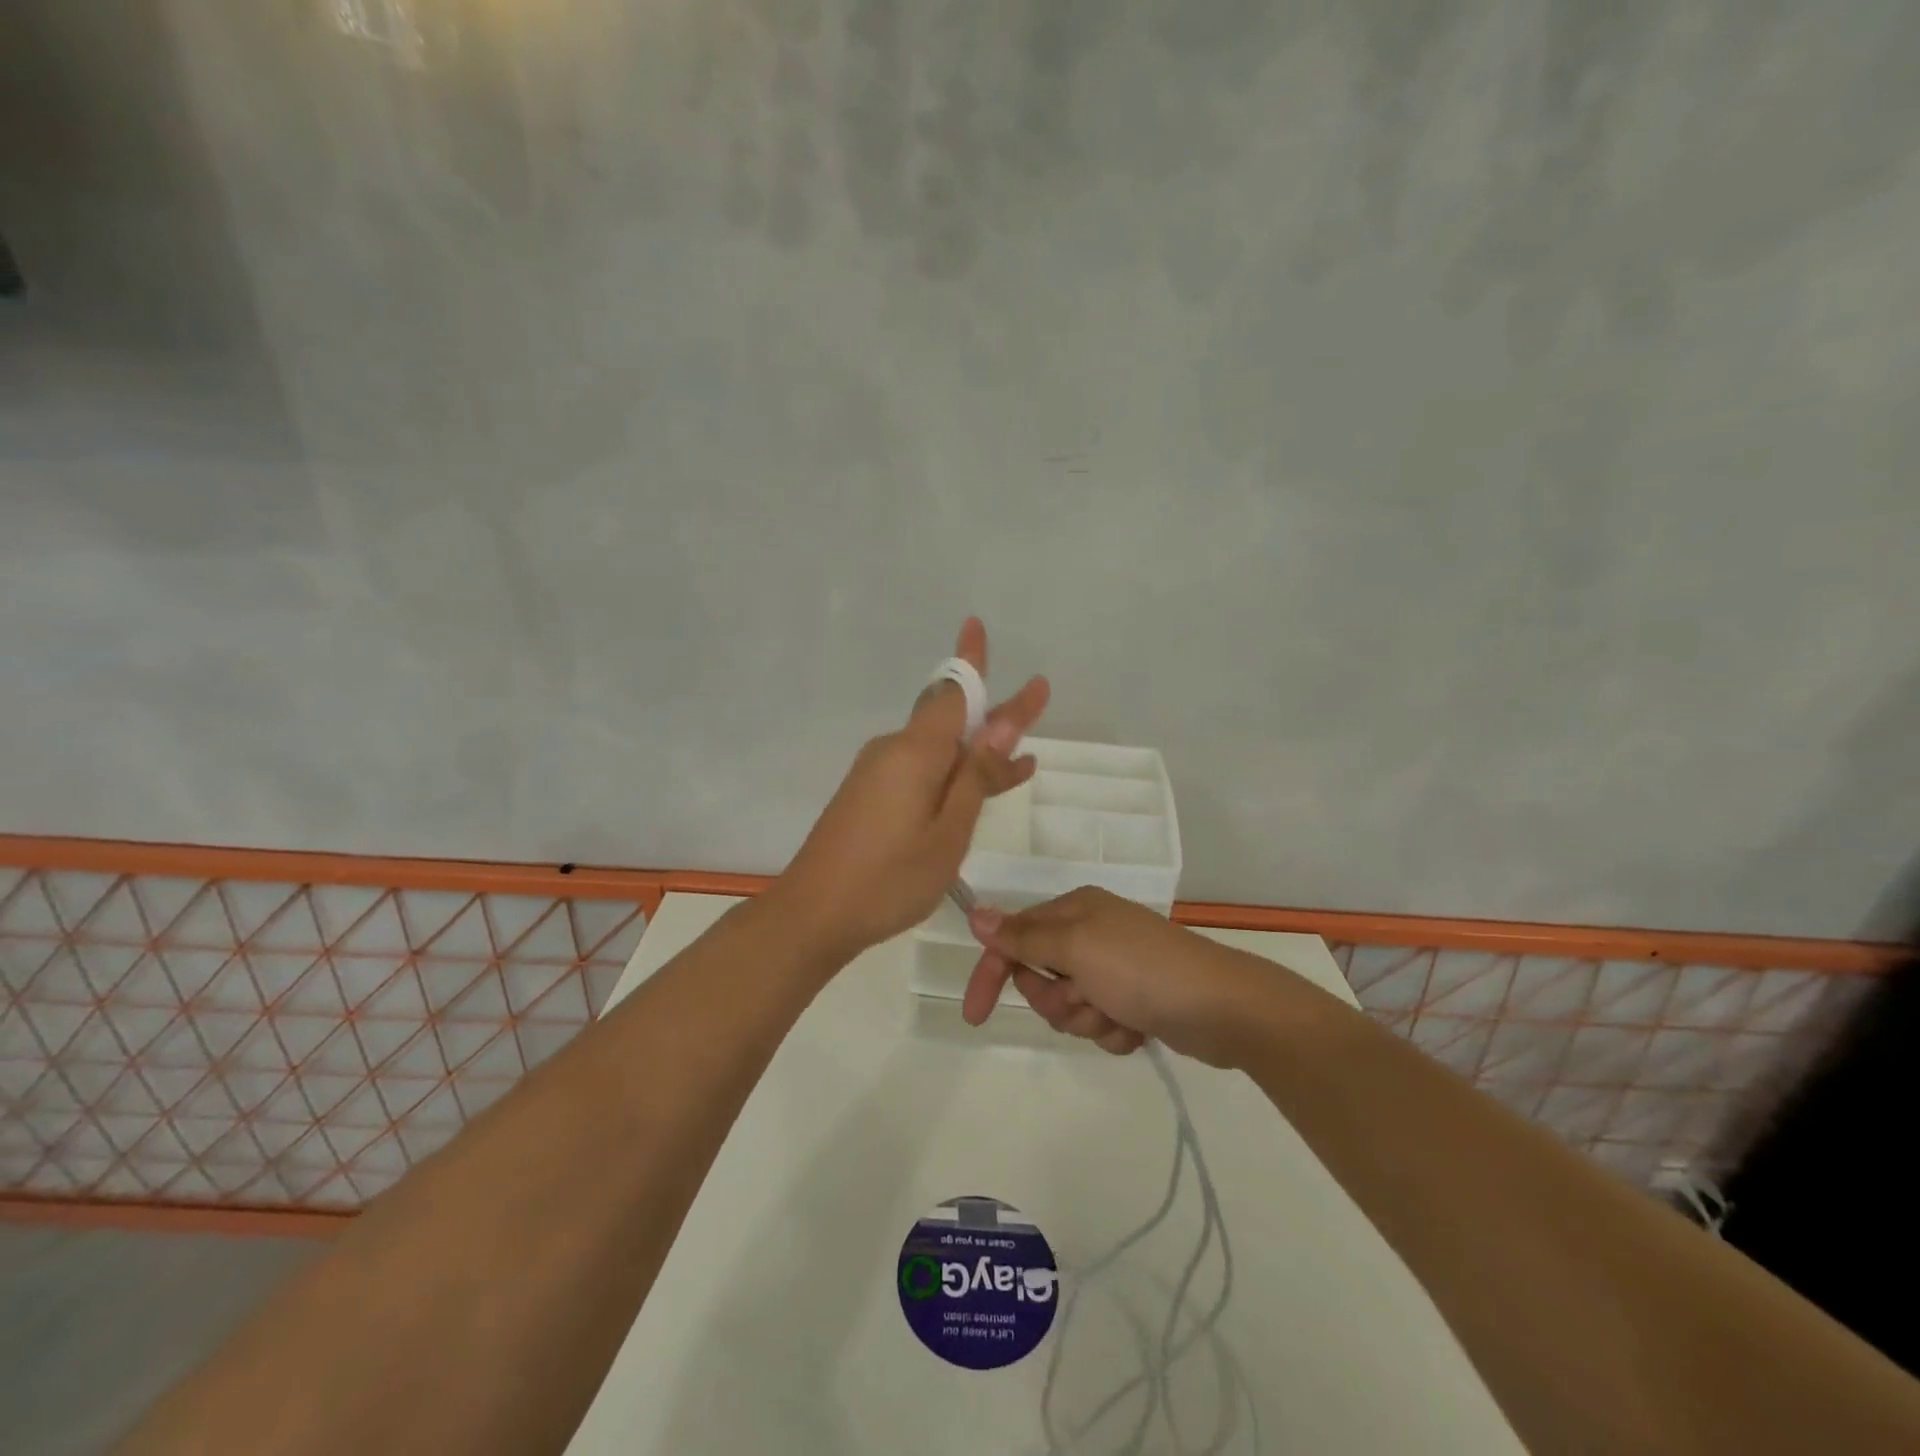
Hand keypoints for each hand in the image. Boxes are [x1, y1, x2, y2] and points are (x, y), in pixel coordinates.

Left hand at [774, 618, 1049, 962]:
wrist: (813, 915)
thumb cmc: (888, 878)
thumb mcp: (948, 831)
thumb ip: (976, 777)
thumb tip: (1002, 724)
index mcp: (914, 752)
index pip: (953, 692)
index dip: (972, 660)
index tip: (975, 624)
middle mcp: (894, 751)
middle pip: (950, 719)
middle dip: (994, 713)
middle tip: (1036, 699)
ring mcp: (878, 774)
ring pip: (939, 751)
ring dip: (978, 753)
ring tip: (1024, 760)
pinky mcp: (870, 796)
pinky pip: (921, 773)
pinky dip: (953, 777)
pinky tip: (978, 792)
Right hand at [961, 887, 1272, 1066]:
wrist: (1222, 1007)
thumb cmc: (1141, 969)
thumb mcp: (1075, 946)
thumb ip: (1023, 935)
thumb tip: (976, 915)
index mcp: (1075, 911)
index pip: (1014, 939)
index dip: (993, 974)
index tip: (976, 1015)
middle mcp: (1091, 934)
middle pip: (1040, 977)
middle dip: (1057, 1000)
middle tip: (1084, 999)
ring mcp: (1114, 969)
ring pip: (1069, 1007)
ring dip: (1087, 1020)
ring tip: (1117, 1015)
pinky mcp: (1134, 1001)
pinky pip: (1100, 1024)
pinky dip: (1113, 1032)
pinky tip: (1137, 1029)